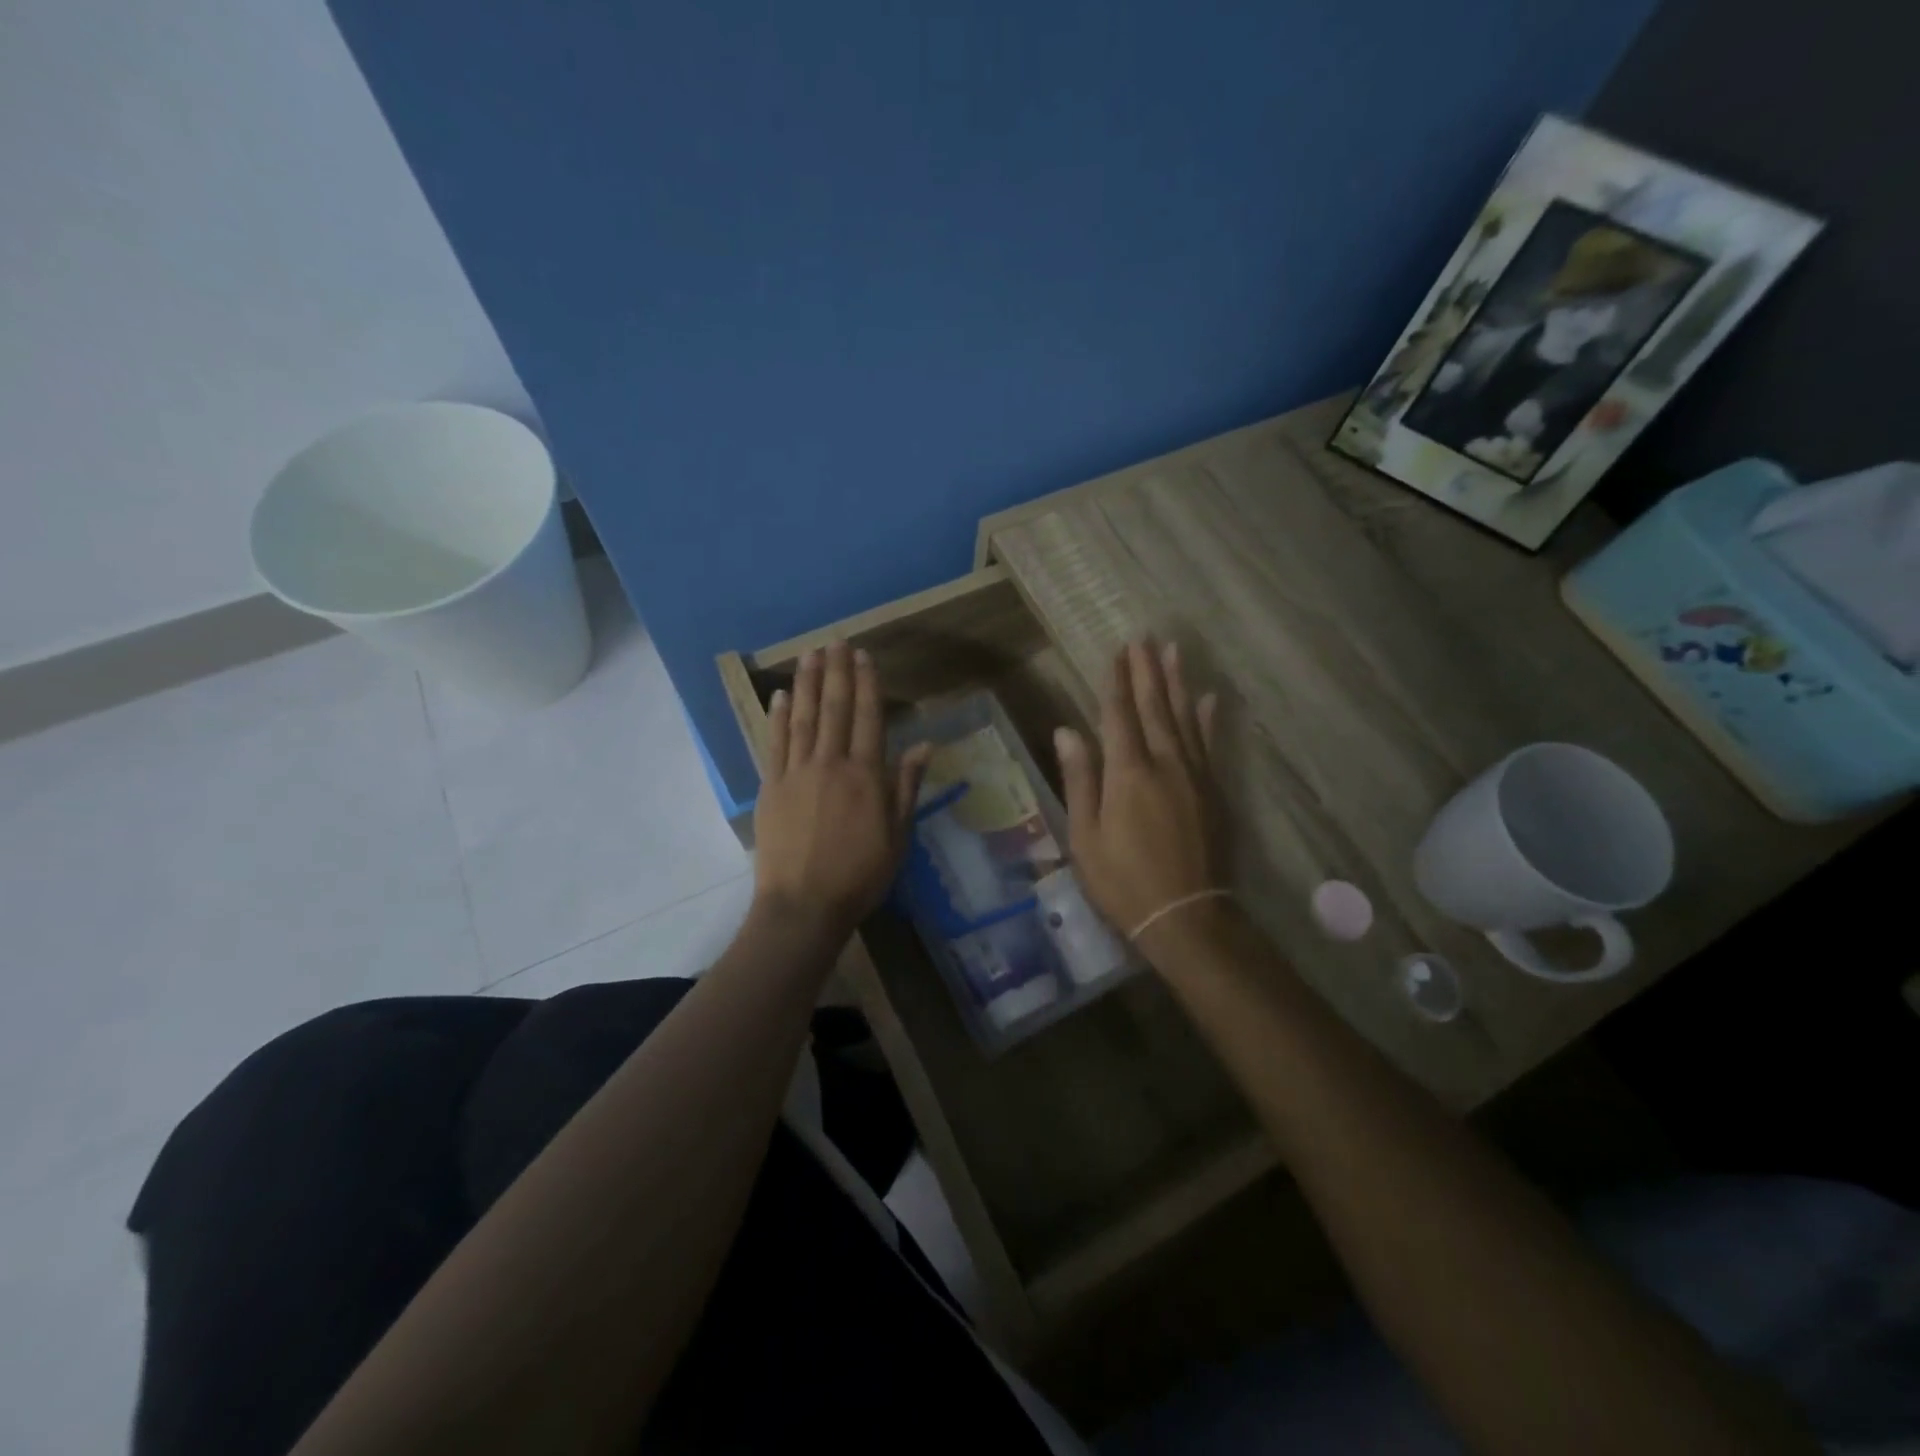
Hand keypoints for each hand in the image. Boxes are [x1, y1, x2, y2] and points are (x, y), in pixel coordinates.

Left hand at [754, 643, 930, 944]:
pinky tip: (781, 695)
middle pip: (834, 709)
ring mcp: (796, 773)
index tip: (865, 657)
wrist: (803, 906)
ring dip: (807, 683)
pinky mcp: (770, 787)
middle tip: (837, 641)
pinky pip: (774, 743)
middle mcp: (830, 764)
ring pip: (803, 718)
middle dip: (837, 672)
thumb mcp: (897, 836)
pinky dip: (778, 717)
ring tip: (810, 653)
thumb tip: (925, 745)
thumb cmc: (859, 876)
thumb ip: (906, 787)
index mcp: (866, 776)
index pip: (868, 718)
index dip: (867, 685)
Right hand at [1055, 639, 1226, 952]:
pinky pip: (1210, 745)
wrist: (1186, 916)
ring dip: (1177, 683)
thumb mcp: (1085, 835)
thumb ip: (1080, 779)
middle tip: (1144, 638)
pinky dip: (1207, 719)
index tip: (1116, 652)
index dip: (1116, 682)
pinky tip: (1208, 699)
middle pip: (1155, 708)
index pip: (1119, 715)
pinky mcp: (1214, 792)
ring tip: (1174, 651)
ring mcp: (1195, 776)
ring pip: (1185, 718)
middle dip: (1147, 672)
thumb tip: (1067, 729)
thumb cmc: (1123, 880)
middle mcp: (1165, 763)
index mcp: (1128, 773)